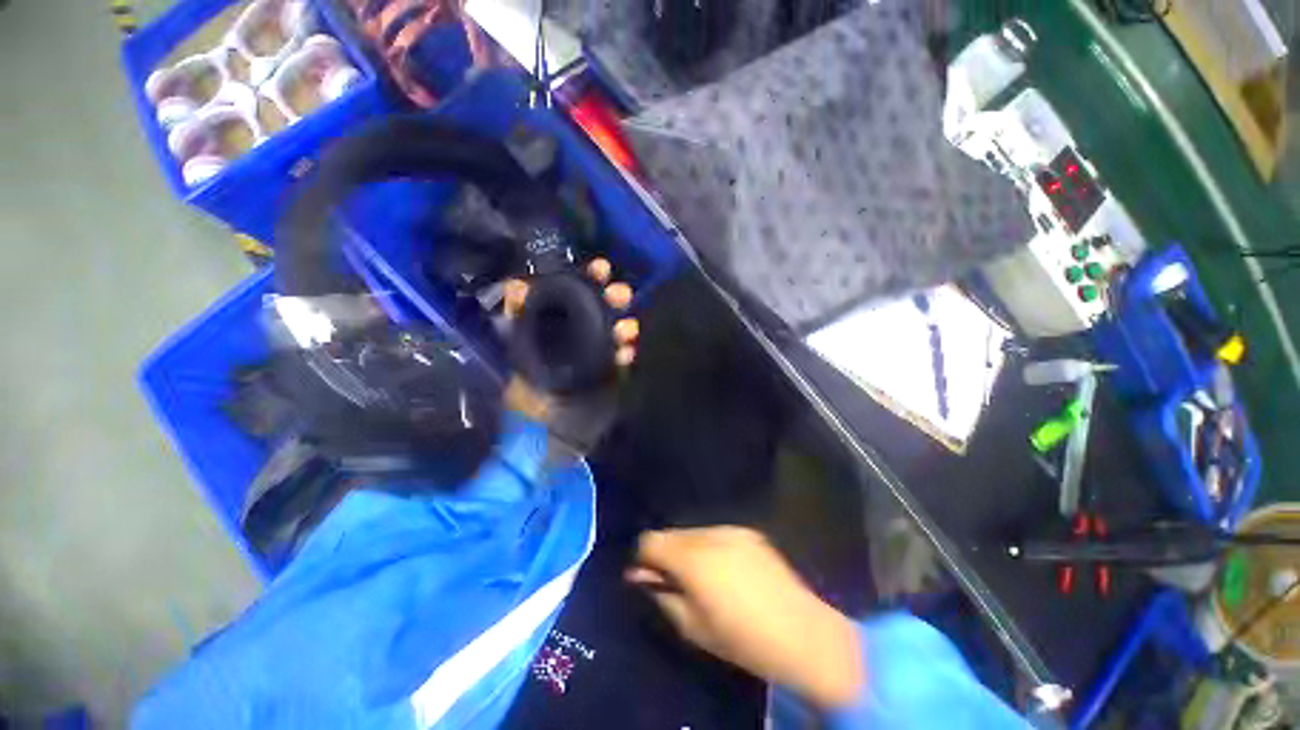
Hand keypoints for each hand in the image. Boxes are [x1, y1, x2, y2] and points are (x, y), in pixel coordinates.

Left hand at [501, 258, 638, 426]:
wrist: (544, 436)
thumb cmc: (527, 394)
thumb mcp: (517, 353)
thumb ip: (518, 319)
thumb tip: (517, 284)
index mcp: (555, 327)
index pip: (575, 294)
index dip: (589, 279)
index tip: (602, 269)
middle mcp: (577, 336)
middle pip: (601, 310)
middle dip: (614, 299)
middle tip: (623, 294)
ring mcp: (595, 356)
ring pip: (615, 333)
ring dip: (624, 327)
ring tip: (626, 331)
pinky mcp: (608, 375)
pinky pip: (622, 360)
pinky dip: (626, 355)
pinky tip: (627, 353)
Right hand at [626, 527, 863, 709]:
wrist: (802, 633)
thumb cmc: (741, 639)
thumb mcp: (692, 627)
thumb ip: (662, 595)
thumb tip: (640, 576)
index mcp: (692, 559)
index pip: (650, 540)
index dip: (644, 558)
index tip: (648, 577)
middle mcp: (709, 534)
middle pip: (671, 533)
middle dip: (666, 553)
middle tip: (675, 581)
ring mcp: (732, 530)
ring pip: (694, 532)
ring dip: (689, 549)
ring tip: (704, 578)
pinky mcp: (749, 532)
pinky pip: (716, 533)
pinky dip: (710, 547)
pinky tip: (727, 571)